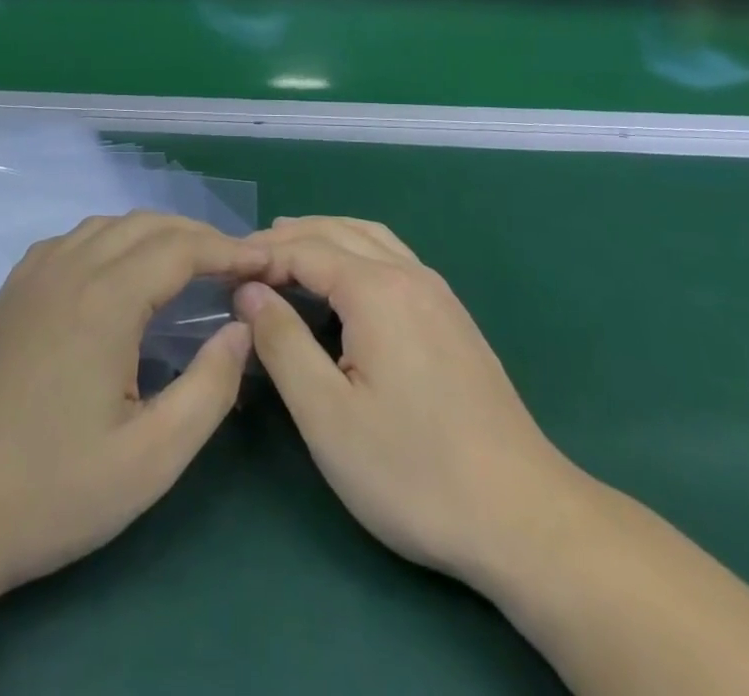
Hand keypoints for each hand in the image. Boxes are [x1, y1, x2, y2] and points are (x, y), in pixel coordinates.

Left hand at [0, 214, 267, 604]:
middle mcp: (67, 268)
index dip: (228, 250)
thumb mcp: (151, 459)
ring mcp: (31, 276)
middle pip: (146, 225)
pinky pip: (72, 240)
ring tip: (187, 265)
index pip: (181, 248)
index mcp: (104, 299)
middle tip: (235, 266)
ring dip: (155, 234)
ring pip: (107, 225)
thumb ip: (210, 388)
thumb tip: (243, 328)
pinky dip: (112, 240)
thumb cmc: (51, 493)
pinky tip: (119, 274)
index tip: (264, 263)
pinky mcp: (9, 292)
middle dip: (198, 236)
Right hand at [235, 216, 583, 592]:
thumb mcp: (327, 415)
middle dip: (289, 237)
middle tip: (247, 258)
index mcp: (376, 289)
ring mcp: (438, 293)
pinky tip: (345, 281)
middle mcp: (409, 274)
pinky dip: (356, 251)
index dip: (261, 255)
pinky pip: (393, 257)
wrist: (524, 516)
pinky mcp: (453, 317)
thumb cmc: (413, 470)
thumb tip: (250, 292)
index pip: (304, 249)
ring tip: (287, 251)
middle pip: (338, 231)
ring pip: (371, 238)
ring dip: (325, 236)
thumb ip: (282, 343)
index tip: (224, 273)